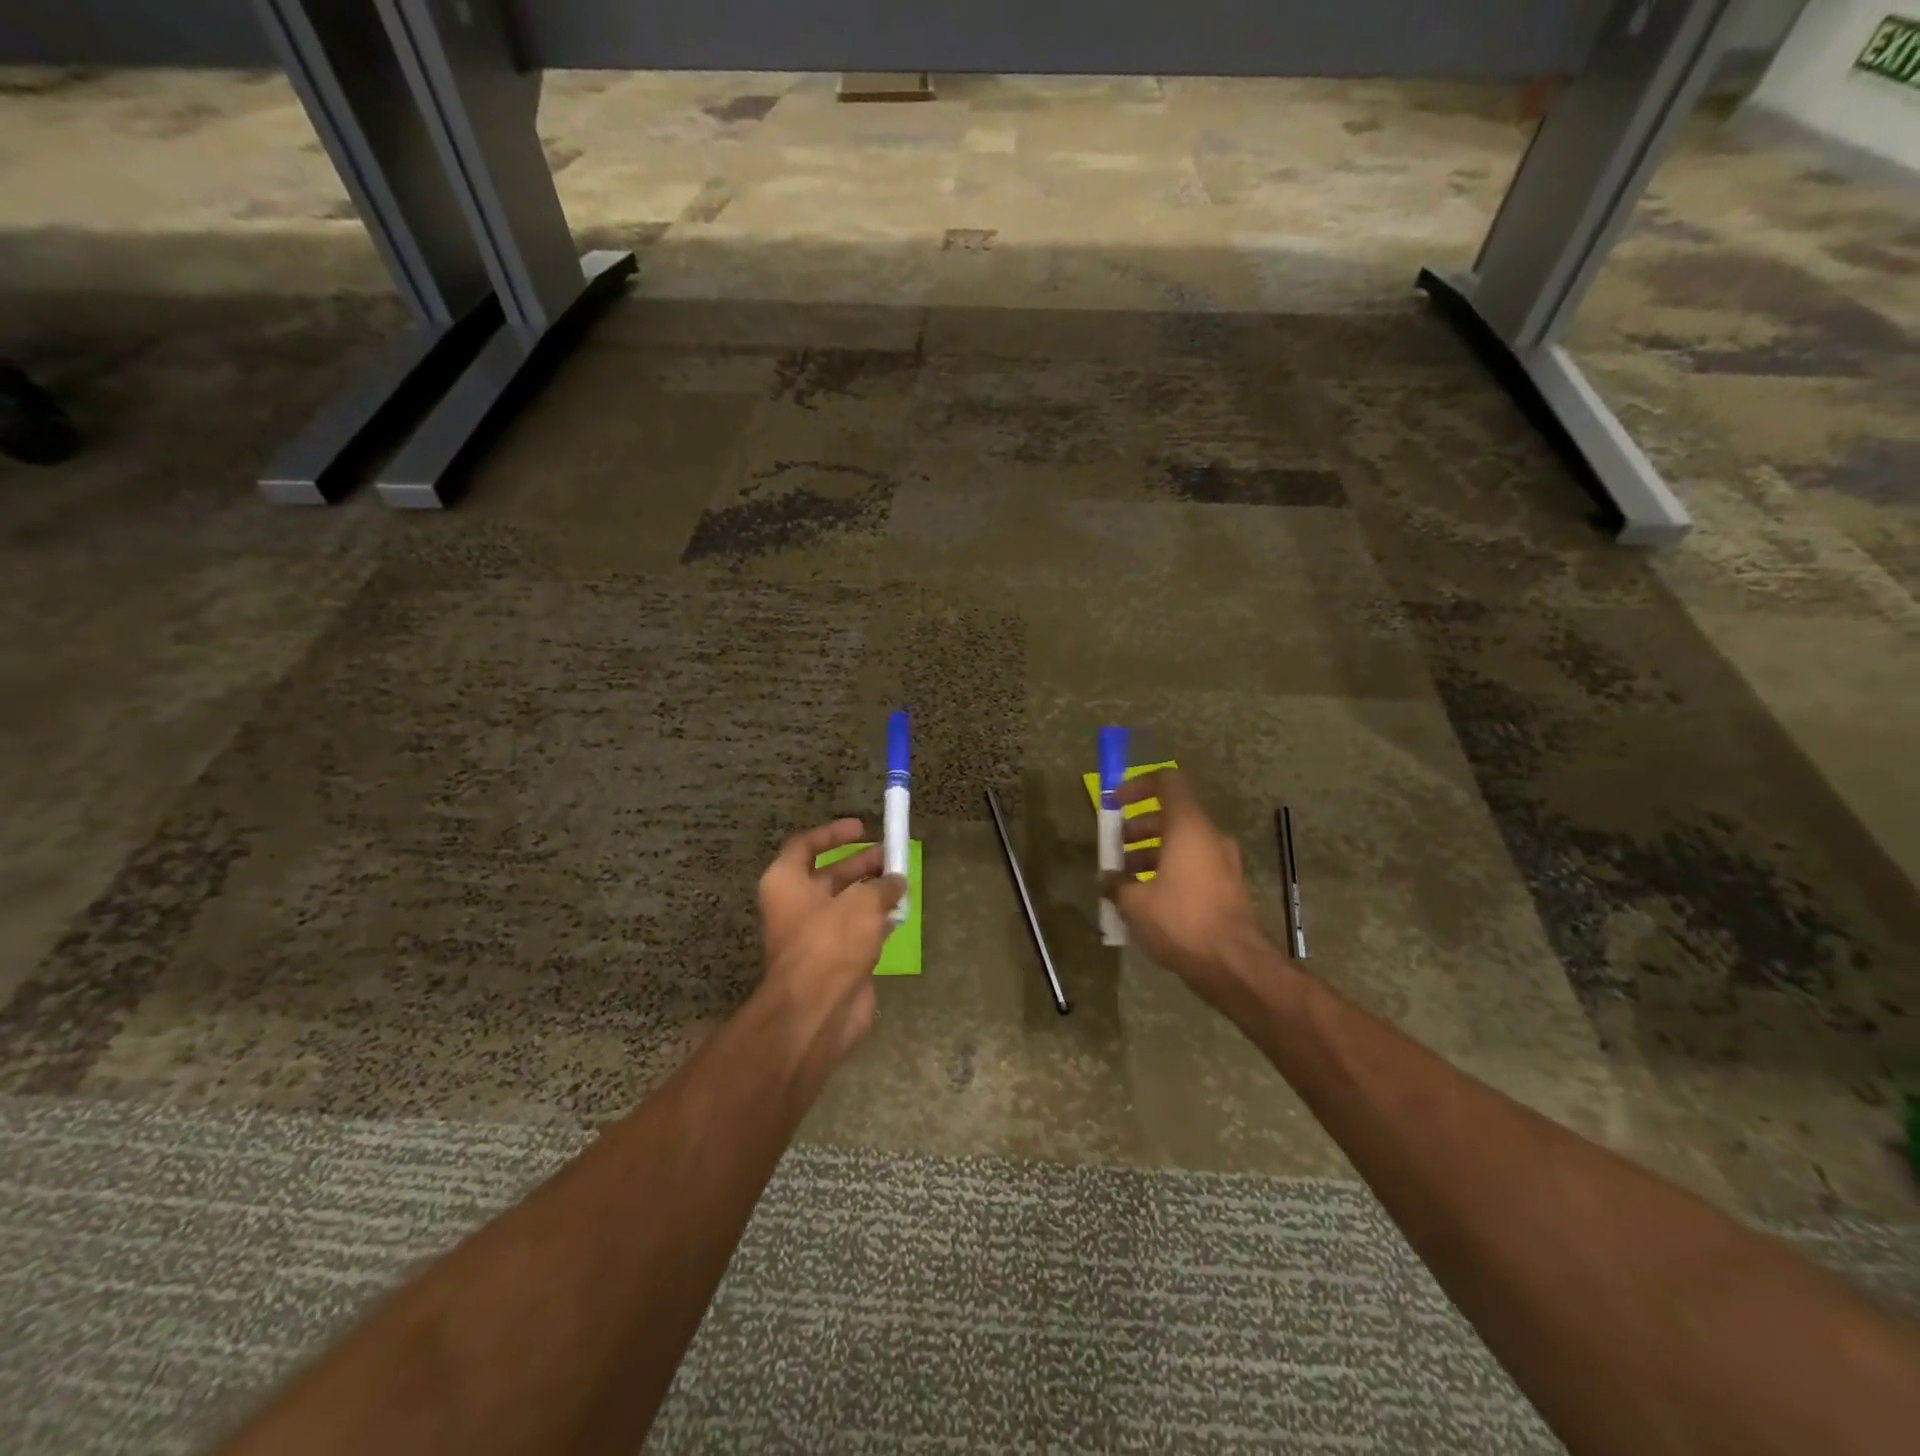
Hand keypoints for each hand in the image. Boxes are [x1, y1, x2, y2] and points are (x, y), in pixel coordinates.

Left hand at [756, 818, 904, 1065]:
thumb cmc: (831, 943)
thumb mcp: (862, 902)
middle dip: (862, 863)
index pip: (805, 846)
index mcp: (787, 882)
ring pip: (846, 904)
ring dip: (872, 893)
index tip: (862, 827)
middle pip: (830, 875)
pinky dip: (876, 922)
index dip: (833, 834)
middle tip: (893, 856)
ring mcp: (815, 935)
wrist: (817, 1009)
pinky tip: (900, 915)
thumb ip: (882, 886)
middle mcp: (796, 905)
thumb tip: (895, 882)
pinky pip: (856, 932)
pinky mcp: (834, 960)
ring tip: (902, 883)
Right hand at [1102, 769, 1267, 1005]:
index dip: (1137, 786)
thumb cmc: (1182, 921)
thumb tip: (1109, 880)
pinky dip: (1169, 873)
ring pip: (1181, 845)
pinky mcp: (1228, 887)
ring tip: (1125, 883)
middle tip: (1114, 852)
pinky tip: (1149, 903)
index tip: (1115, 804)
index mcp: (1188, 827)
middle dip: (1137, 830)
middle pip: (1170, 816)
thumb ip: (1117, 884)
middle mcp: (1210, 837)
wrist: (1235, 964)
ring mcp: (1224, 862)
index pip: (1167, 782)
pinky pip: (1193, 867)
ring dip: (1150, 855)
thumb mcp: (1135, 903)